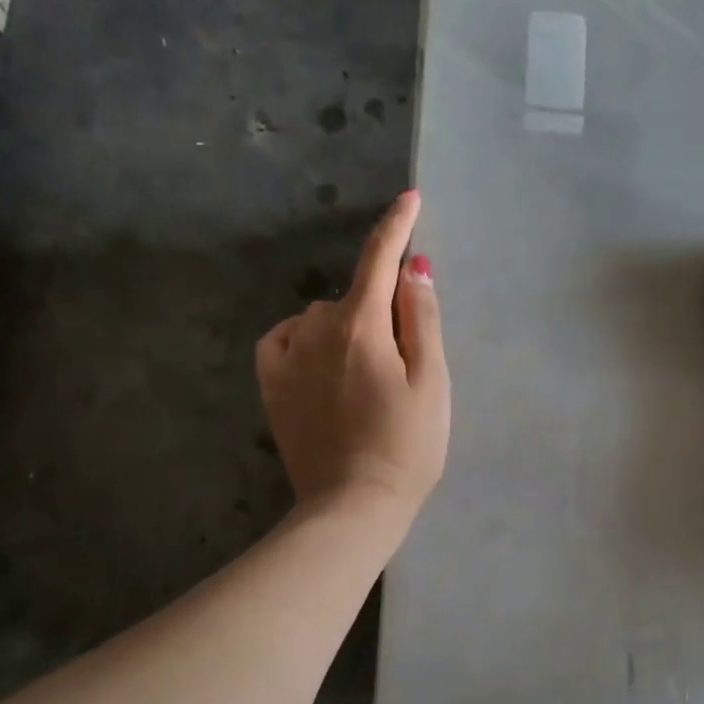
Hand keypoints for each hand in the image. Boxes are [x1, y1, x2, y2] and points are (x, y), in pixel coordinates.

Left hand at [256, 191, 449, 519]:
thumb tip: (413, 267)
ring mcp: (287, 357)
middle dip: (379, 309)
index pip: (380, 259)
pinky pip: (285, 338)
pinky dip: (305, 337)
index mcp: (362, 325)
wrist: (354, 506)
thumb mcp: (432, 381)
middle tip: (403, 361)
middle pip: (354, 295)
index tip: (410, 198)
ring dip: (346, 326)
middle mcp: (316, 329)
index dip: (397, 226)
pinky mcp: (271, 384)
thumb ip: (421, 318)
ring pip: (321, 317)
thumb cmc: (408, 446)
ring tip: (367, 376)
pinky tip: (321, 362)